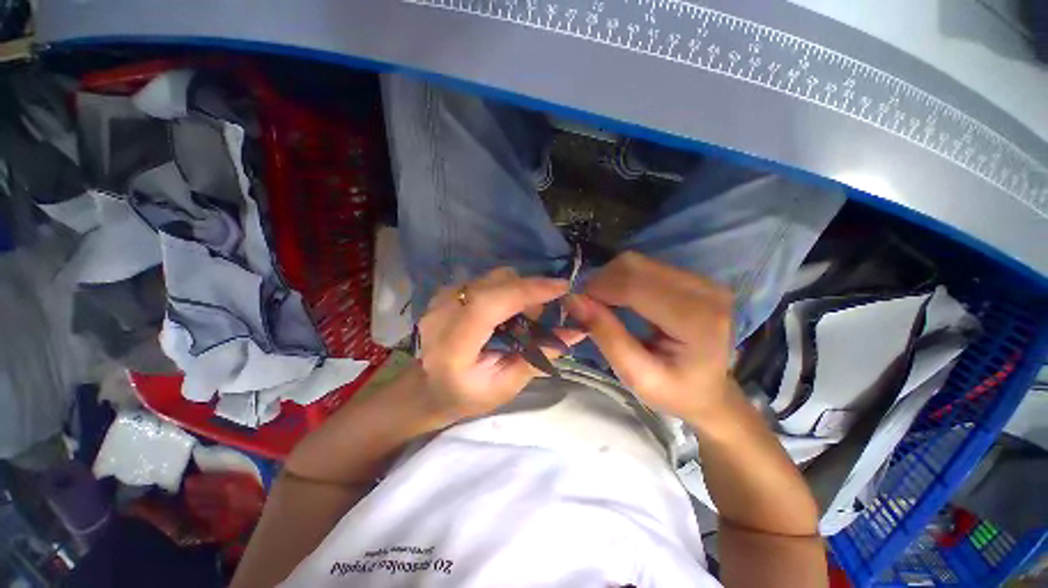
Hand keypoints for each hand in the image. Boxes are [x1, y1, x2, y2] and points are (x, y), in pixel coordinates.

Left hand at [417, 267, 583, 423]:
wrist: (429, 388)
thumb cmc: (468, 395)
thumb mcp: (506, 385)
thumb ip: (538, 356)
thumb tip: (576, 332)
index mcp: (453, 345)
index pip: (491, 303)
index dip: (529, 290)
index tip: (562, 287)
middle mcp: (442, 314)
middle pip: (496, 282)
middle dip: (528, 291)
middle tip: (540, 317)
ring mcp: (440, 299)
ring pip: (492, 278)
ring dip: (517, 291)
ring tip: (521, 318)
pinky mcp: (445, 293)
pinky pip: (486, 280)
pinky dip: (504, 291)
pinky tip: (503, 314)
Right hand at [566, 251, 733, 421]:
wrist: (710, 392)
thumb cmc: (675, 392)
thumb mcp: (636, 376)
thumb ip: (606, 336)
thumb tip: (573, 300)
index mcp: (696, 319)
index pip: (635, 286)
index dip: (598, 289)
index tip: (575, 305)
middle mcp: (704, 291)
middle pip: (634, 265)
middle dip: (601, 282)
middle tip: (586, 306)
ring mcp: (702, 280)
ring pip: (637, 261)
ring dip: (610, 279)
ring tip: (600, 304)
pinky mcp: (693, 277)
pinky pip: (645, 265)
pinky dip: (622, 278)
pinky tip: (618, 298)